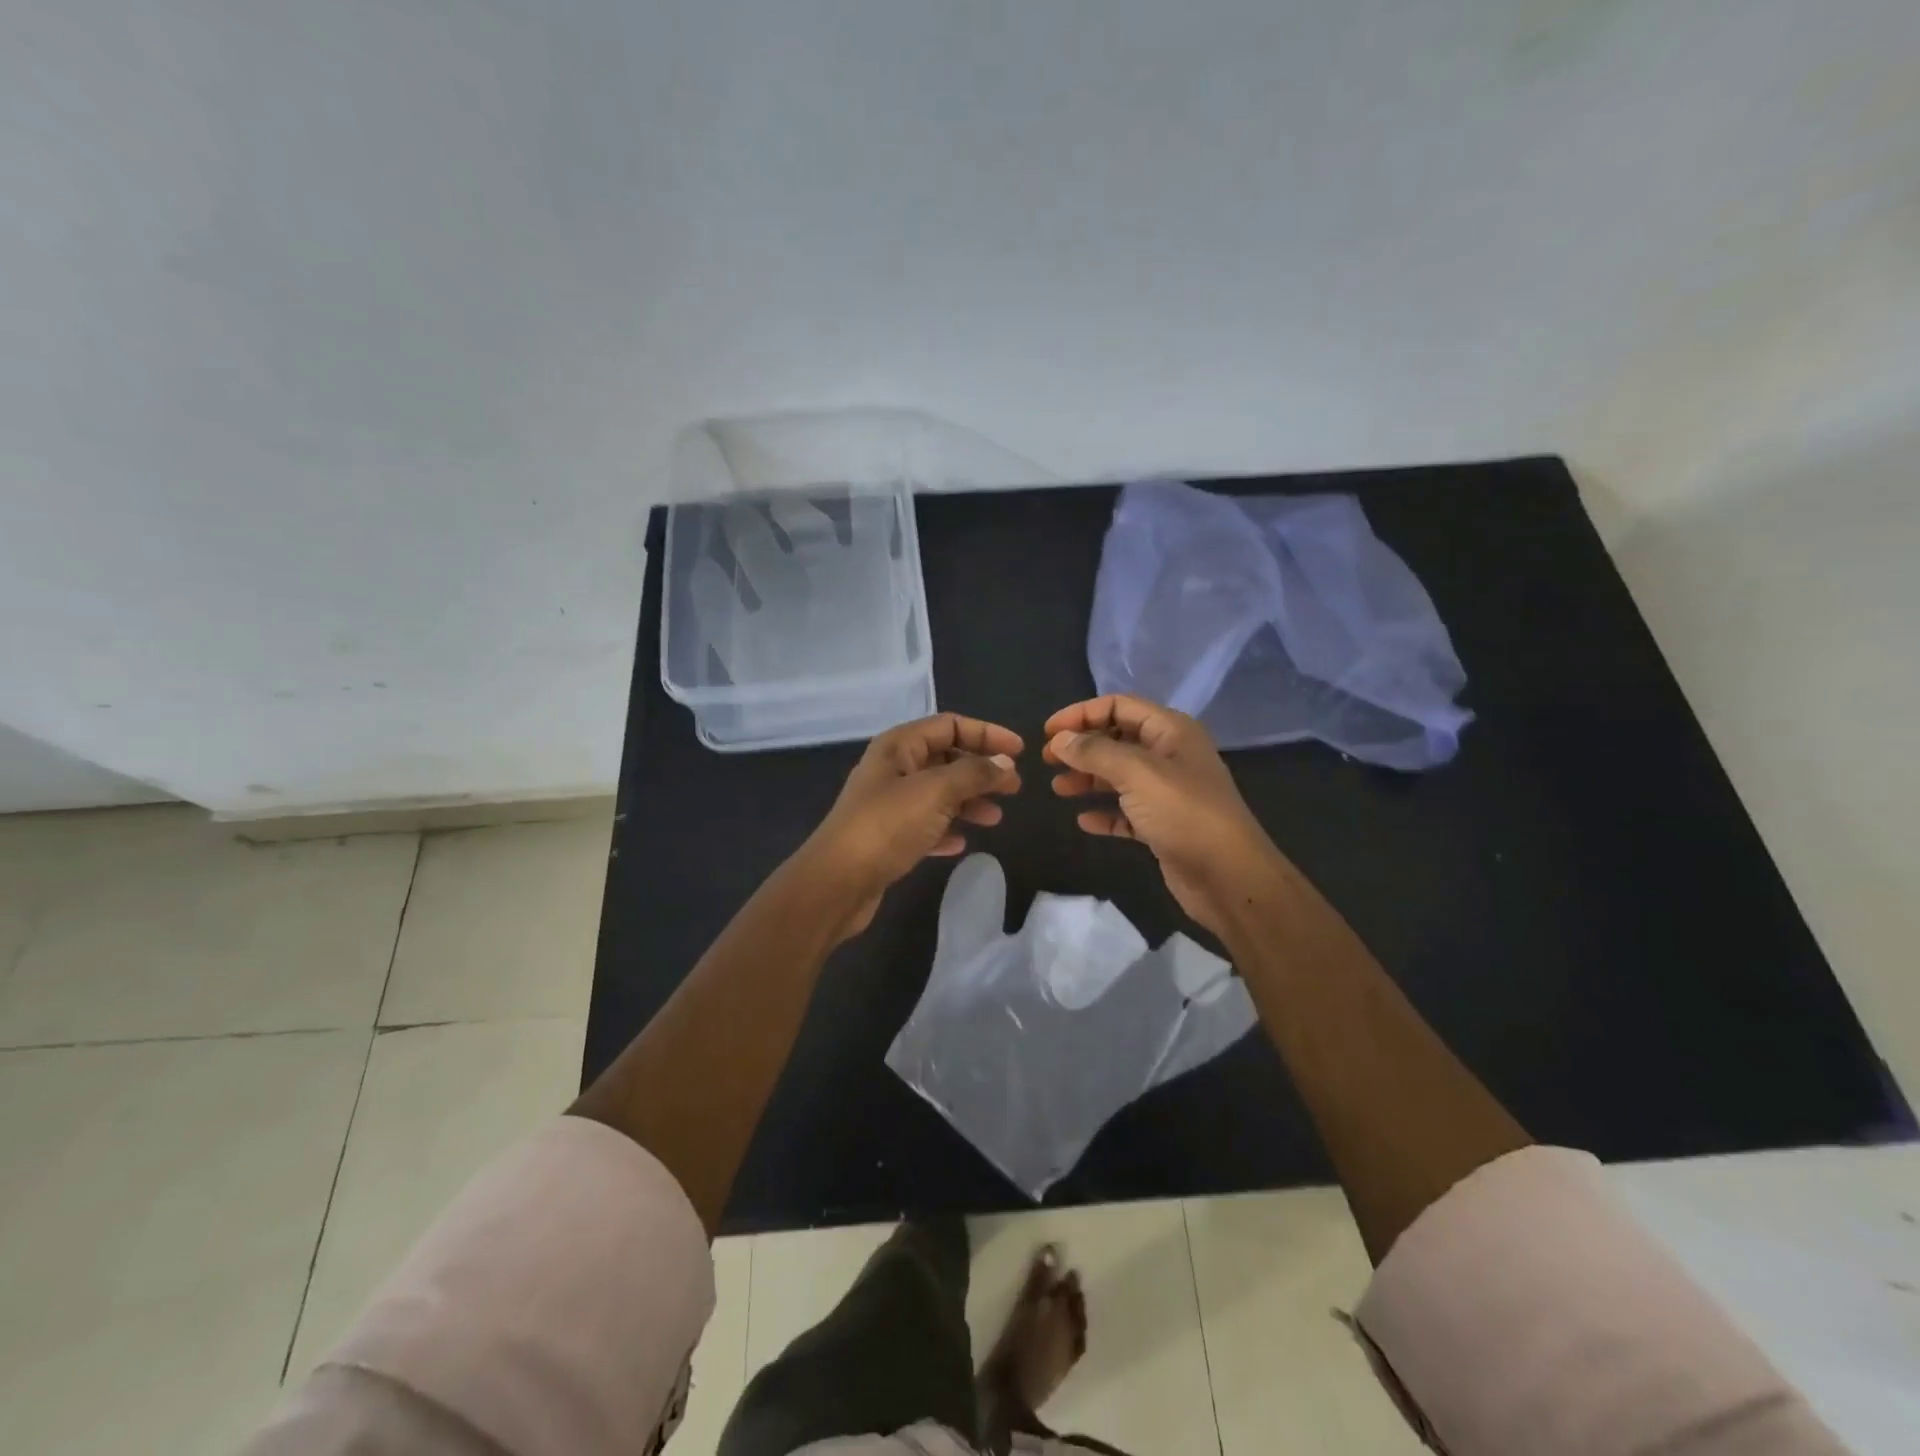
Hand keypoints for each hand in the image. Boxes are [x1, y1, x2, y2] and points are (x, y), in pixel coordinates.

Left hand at [799, 712, 1023, 940]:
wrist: (837, 883)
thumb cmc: (887, 826)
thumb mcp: (936, 792)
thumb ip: (974, 774)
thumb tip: (1004, 763)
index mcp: (899, 746)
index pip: (950, 725)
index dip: (987, 734)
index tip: (1020, 752)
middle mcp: (893, 769)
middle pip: (946, 759)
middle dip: (981, 771)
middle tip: (1014, 788)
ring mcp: (888, 804)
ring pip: (938, 793)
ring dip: (968, 802)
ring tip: (995, 818)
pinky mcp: (888, 837)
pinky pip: (926, 825)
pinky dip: (946, 829)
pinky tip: (960, 843)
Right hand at [1045, 694, 1286, 938]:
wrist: (1229, 877)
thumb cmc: (1185, 813)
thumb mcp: (1137, 773)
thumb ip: (1095, 752)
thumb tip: (1061, 740)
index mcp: (1170, 731)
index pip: (1119, 706)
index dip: (1081, 714)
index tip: (1048, 732)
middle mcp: (1170, 755)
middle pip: (1117, 739)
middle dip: (1082, 747)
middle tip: (1047, 761)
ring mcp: (1168, 792)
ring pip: (1119, 776)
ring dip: (1088, 779)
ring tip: (1059, 789)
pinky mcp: (1164, 826)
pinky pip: (1127, 812)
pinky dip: (1105, 813)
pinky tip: (1084, 821)